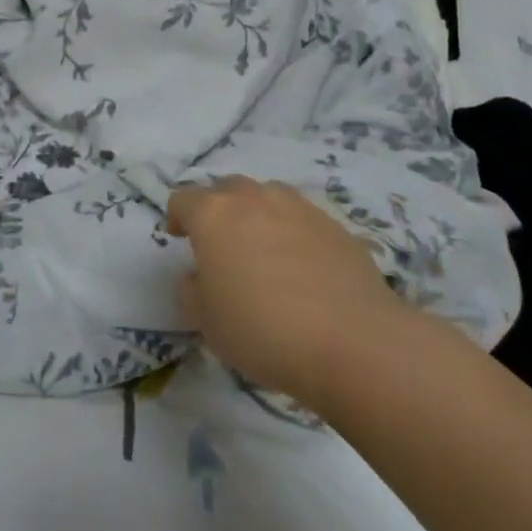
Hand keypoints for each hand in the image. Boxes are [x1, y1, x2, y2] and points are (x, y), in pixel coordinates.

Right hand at [168, 177, 405, 401]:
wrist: (354, 342)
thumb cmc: (263, 330)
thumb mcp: (207, 322)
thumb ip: (193, 290)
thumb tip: (200, 276)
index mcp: (213, 214)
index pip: (183, 199)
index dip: (177, 217)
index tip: (179, 239)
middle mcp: (253, 199)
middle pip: (226, 188)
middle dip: (218, 209)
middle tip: (220, 243)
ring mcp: (298, 208)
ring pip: (267, 196)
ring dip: (257, 213)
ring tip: (263, 248)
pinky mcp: (336, 226)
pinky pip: (303, 219)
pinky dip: (294, 232)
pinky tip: (303, 267)